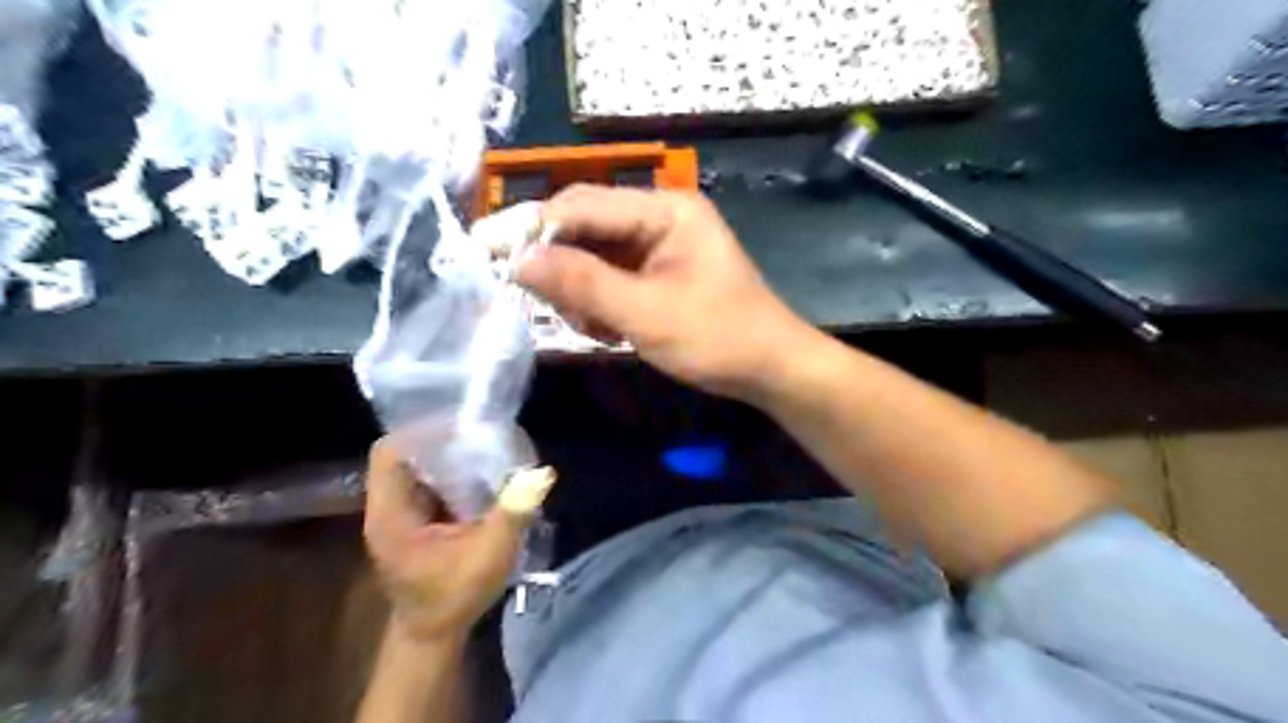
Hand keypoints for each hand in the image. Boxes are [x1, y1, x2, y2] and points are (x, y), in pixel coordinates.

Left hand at [366, 439, 559, 640]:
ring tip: (483, 445)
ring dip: (447, 454)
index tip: (462, 426)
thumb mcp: (489, 555)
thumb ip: (513, 513)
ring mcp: (398, 513)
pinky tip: (480, 472)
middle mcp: (387, 508)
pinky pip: (428, 481)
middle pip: (404, 455)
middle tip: (479, 432)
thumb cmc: (455, 595)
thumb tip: (542, 473)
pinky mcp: (412, 519)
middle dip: (440, 440)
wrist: (434, 634)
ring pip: (416, 466)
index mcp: (391, 514)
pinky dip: (451, 471)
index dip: (422, 432)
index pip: (390, 453)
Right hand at [516, 184, 806, 400]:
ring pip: (592, 256)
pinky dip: (599, 304)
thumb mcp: (646, 313)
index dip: (536, 230)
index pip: (582, 205)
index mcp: (664, 210)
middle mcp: (658, 217)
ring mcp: (657, 246)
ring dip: (581, 293)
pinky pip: (609, 278)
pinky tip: (611, 331)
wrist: (770, 369)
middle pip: (584, 227)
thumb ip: (582, 284)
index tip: (494, 258)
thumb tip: (518, 260)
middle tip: (549, 307)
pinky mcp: (656, 273)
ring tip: (598, 329)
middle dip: (562, 268)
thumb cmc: (718, 338)